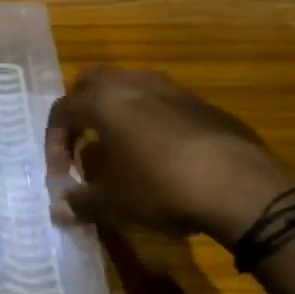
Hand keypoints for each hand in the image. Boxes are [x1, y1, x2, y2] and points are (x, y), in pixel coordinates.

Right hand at [45, 68, 294, 243]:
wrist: (241, 186)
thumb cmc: (161, 187)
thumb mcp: (114, 202)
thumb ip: (81, 202)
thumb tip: (58, 210)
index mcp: (104, 101)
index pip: (63, 110)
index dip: (54, 142)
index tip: (60, 174)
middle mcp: (134, 83)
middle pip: (93, 82)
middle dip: (81, 110)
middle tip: (82, 142)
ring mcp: (172, 89)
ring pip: (131, 86)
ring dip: (117, 110)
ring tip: (120, 146)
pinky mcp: (203, 104)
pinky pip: (163, 102)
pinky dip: (150, 119)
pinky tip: (161, 154)